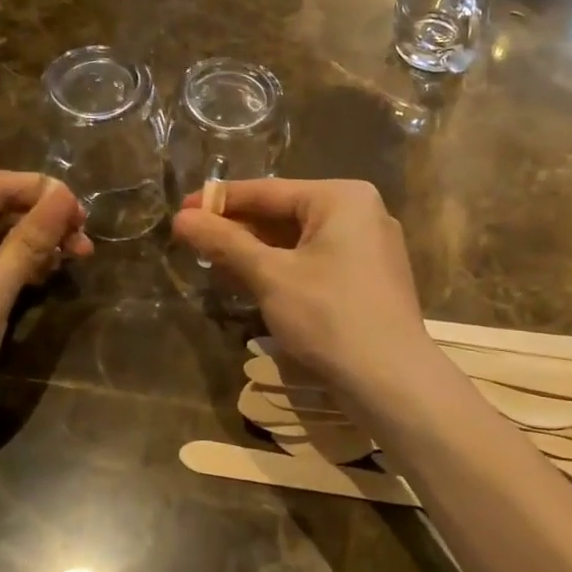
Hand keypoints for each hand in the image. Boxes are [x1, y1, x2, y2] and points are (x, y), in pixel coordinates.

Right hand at [171, 179, 429, 387]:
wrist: (391, 380)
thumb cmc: (329, 317)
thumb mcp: (270, 276)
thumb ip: (225, 243)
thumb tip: (182, 218)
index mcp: (343, 198)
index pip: (269, 191)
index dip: (220, 201)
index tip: (181, 209)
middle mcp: (362, 213)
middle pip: (286, 214)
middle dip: (238, 230)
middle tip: (193, 241)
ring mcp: (369, 248)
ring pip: (300, 242)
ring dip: (257, 253)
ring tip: (212, 262)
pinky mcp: (369, 279)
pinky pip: (317, 263)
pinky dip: (283, 270)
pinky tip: (250, 282)